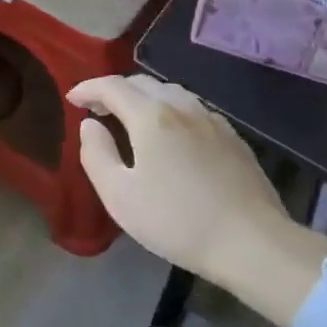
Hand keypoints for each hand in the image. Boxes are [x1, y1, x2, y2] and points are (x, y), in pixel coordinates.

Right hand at [69, 75, 326, 325]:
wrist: (253, 243)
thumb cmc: (178, 221)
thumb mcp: (120, 196)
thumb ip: (96, 154)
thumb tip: (90, 125)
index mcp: (151, 116)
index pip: (111, 86)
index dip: (88, 88)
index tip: (72, 99)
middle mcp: (181, 106)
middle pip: (141, 83)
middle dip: (114, 90)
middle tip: (97, 108)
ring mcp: (211, 119)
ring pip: (169, 92)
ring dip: (143, 98)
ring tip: (131, 117)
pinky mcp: (232, 137)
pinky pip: (192, 109)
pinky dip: (170, 110)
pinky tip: (171, 133)